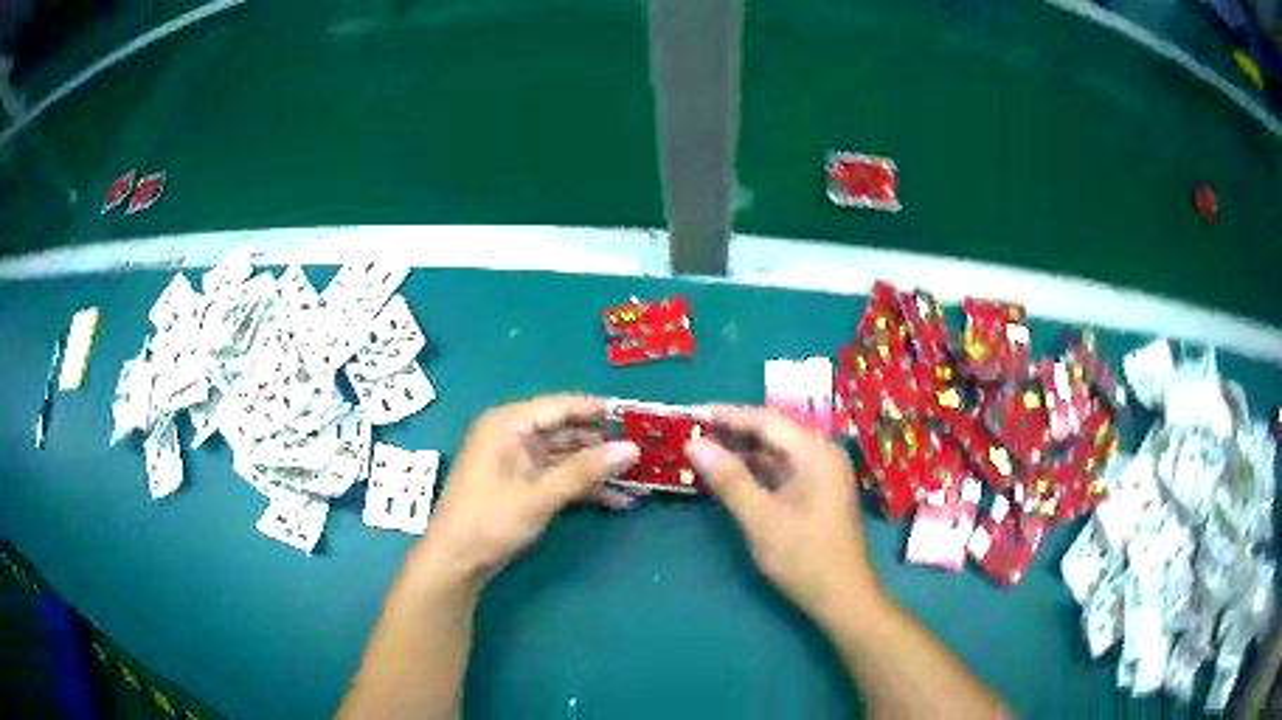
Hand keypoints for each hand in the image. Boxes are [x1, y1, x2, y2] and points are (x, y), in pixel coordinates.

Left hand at [412, 394, 640, 587]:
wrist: (456, 560)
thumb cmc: (491, 519)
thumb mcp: (541, 494)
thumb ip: (586, 470)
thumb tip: (632, 449)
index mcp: (509, 424)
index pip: (561, 406)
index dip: (600, 410)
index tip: (638, 416)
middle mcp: (513, 435)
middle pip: (566, 431)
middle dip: (604, 445)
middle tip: (646, 450)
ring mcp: (517, 461)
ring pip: (566, 457)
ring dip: (598, 470)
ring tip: (640, 479)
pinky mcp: (522, 484)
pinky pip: (558, 477)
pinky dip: (583, 487)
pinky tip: (617, 501)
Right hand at [686, 406, 880, 619]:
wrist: (842, 597)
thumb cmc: (803, 557)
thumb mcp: (760, 518)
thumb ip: (728, 479)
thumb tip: (694, 444)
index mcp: (814, 453)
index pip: (766, 420)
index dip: (728, 415)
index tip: (692, 414)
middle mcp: (821, 455)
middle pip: (772, 433)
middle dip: (732, 434)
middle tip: (691, 435)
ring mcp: (821, 474)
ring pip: (775, 453)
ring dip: (741, 454)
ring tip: (702, 454)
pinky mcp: (816, 493)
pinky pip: (781, 471)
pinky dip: (755, 472)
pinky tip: (728, 477)